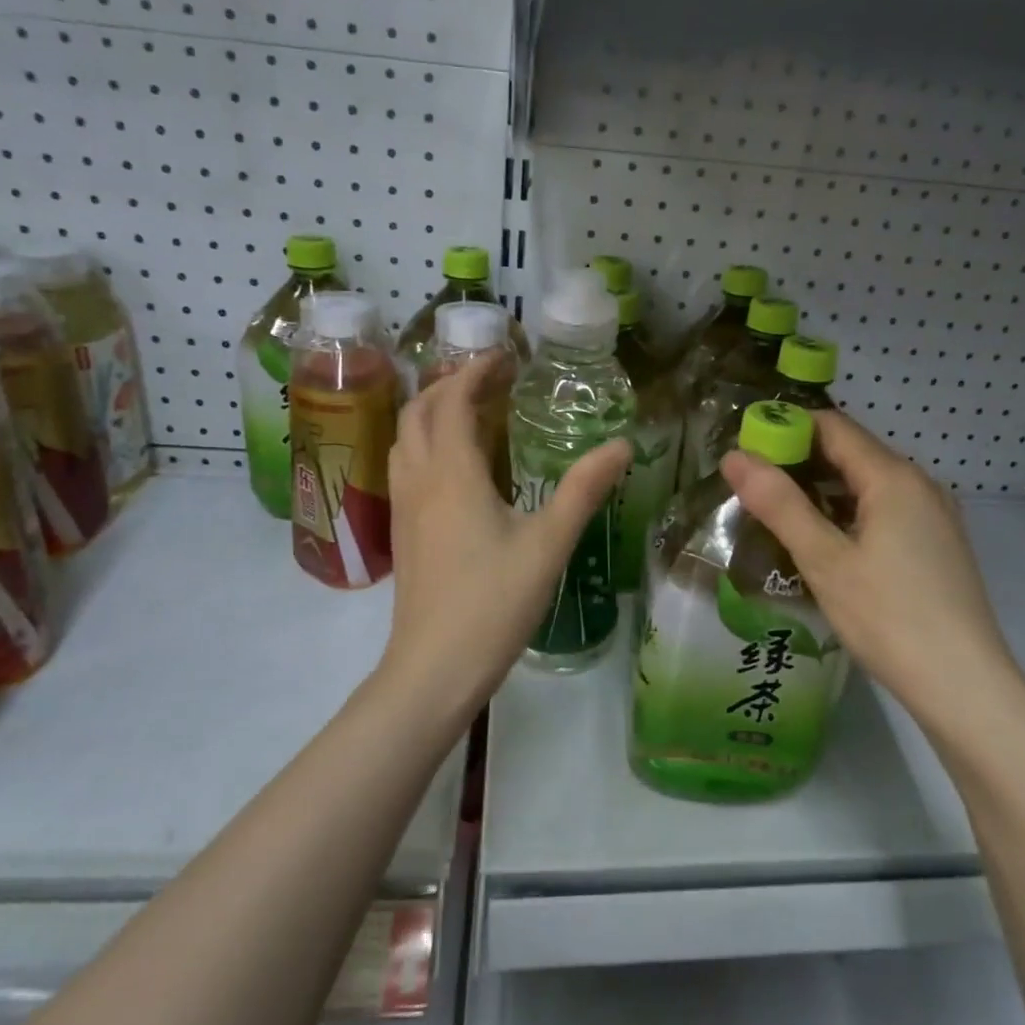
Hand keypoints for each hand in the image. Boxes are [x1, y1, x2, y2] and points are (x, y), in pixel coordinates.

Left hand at [381, 356, 630, 715]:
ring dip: (431, 412)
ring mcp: (404, 507)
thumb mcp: (548, 544)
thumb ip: (583, 490)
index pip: (453, 401)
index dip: (475, 372)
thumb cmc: (493, 602)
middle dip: (449, 384)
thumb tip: (621, 445)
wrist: (433, 667)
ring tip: (469, 410)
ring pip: (404, 438)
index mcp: (452, 473)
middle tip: (490, 379)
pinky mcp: (403, 531)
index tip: (505, 357)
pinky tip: (454, 465)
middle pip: (419, 411)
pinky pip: (405, 466)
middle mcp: (419, 480)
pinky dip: (424, 442)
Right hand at [720, 409, 1018, 712]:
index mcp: (894, 478)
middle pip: (851, 452)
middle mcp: (920, 484)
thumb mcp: (824, 560)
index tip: (745, 449)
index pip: (832, 426)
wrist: (966, 688)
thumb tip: (735, 456)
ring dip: (822, 489)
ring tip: (777, 512)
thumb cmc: (890, 618)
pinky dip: (848, 513)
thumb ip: (779, 504)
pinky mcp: (936, 545)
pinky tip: (823, 541)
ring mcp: (933, 516)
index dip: (785, 428)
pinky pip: (884, 510)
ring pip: (867, 484)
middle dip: (799, 460)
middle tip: (751, 484)